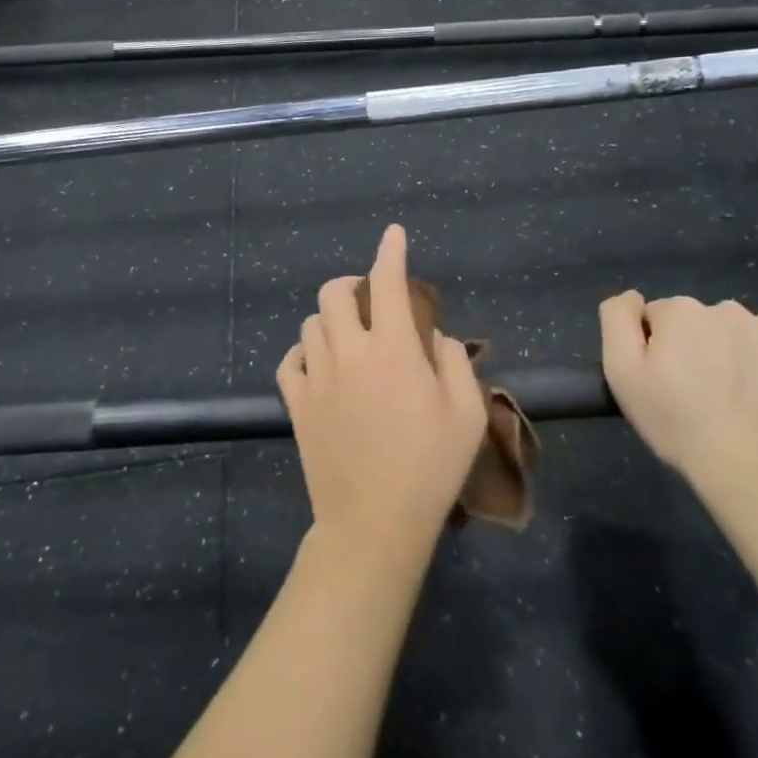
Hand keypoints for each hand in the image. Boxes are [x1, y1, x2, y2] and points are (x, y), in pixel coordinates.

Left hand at [277, 225, 488, 562]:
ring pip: (311, 323)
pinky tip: (320, 364)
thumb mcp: (466, 414)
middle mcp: (348, 352)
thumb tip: (432, 336)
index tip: (393, 234)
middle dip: (352, 285)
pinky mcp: (296, 403)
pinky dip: (305, 352)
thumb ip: (453, 362)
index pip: (387, 282)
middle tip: (369, 302)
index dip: (391, 252)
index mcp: (392, 349)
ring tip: (348, 337)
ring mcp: (316, 377)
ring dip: (330, 319)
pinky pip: (290, 360)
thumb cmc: (430, 468)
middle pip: (334, 292)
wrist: (374, 523)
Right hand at [599, 293, 757, 488]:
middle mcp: (723, 308)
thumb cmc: (678, 423)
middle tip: (698, 392)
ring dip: (730, 347)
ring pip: (735, 326)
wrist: (755, 470)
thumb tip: (633, 297)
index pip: (656, 318)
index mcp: (678, 311)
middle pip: (696, 320)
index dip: (656, 348)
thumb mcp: (622, 375)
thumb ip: (617, 321)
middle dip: (693, 345)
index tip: (665, 382)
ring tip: (735, 393)